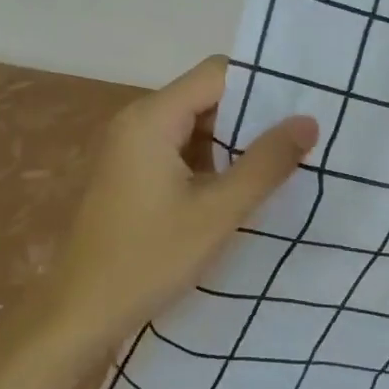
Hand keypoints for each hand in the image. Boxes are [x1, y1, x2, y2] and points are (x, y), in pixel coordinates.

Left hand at [44, 56, 317, 347]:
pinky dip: (210, 160)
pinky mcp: (131, 172)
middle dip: (250, 115)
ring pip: (194, 124)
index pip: (216, 74)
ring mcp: (130, 147)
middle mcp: (137, 120)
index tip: (301, 104)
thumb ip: (266, 163)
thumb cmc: (148, 259)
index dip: (260, 84)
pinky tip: (238, 186)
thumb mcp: (218, 212)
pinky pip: (179, 148)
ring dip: (231, 141)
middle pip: (205, 96)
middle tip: (297, 138)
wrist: (80, 314)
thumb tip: (308, 121)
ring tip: (278, 162)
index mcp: (152, 117)